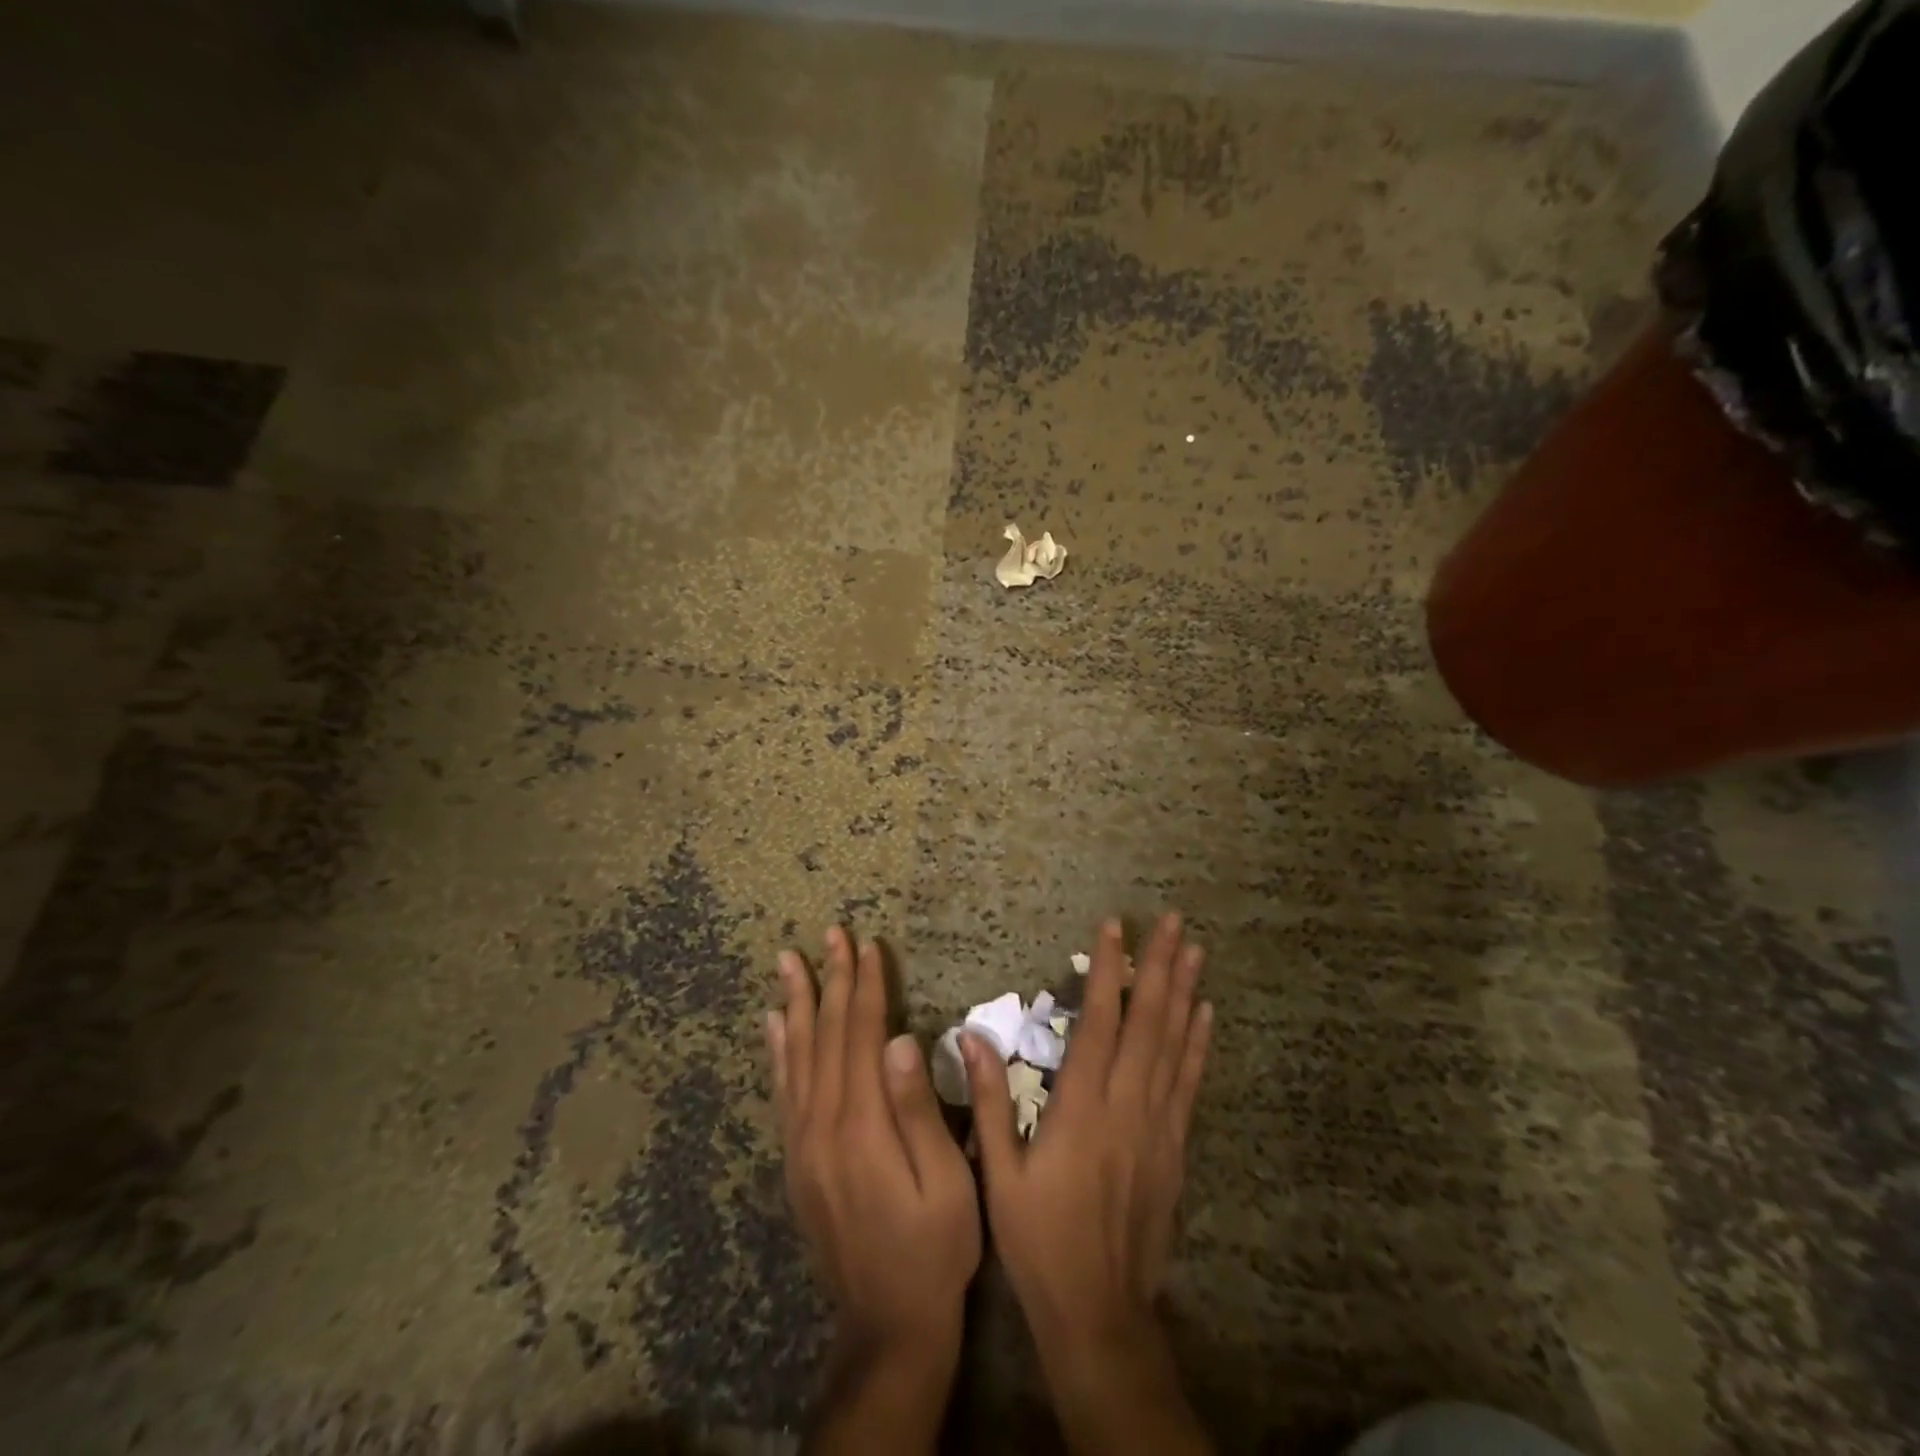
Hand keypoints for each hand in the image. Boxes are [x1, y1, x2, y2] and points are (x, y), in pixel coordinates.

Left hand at [768, 928, 980, 1447]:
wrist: (886, 1326)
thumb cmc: (934, 1249)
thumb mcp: (946, 1183)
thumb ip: (919, 1110)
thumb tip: (902, 1039)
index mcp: (862, 1124)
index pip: (863, 1035)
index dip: (866, 986)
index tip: (867, 944)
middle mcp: (823, 1124)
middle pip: (827, 1034)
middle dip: (832, 979)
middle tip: (830, 933)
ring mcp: (802, 1142)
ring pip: (797, 1055)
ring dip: (797, 1002)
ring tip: (789, 961)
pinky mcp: (796, 1159)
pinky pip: (782, 1090)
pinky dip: (778, 1050)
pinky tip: (775, 1024)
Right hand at [964, 913, 1213, 1453]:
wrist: (1099, 1314)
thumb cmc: (1039, 1241)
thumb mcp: (998, 1175)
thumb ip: (990, 1102)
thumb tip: (972, 1036)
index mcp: (1081, 1108)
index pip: (1098, 1022)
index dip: (1107, 971)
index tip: (1114, 928)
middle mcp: (1127, 1107)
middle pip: (1147, 1022)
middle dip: (1159, 967)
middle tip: (1172, 921)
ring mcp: (1157, 1127)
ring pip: (1174, 1046)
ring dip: (1184, 993)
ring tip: (1194, 951)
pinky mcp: (1175, 1148)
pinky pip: (1189, 1083)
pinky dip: (1198, 1044)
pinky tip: (1204, 1016)